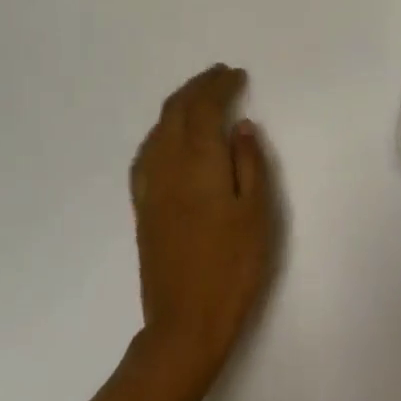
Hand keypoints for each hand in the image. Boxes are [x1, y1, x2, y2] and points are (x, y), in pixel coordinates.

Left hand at [128, 64, 275, 384]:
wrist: (185, 325)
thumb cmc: (232, 268)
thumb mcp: (257, 213)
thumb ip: (250, 163)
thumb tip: (240, 126)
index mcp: (198, 161)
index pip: (204, 108)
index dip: (219, 86)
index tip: (237, 75)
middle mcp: (168, 164)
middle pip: (177, 111)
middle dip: (198, 87)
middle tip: (220, 75)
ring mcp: (150, 186)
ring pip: (159, 128)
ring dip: (179, 104)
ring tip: (199, 96)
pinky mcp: (143, 206)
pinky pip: (148, 151)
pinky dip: (162, 130)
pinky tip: (170, 137)